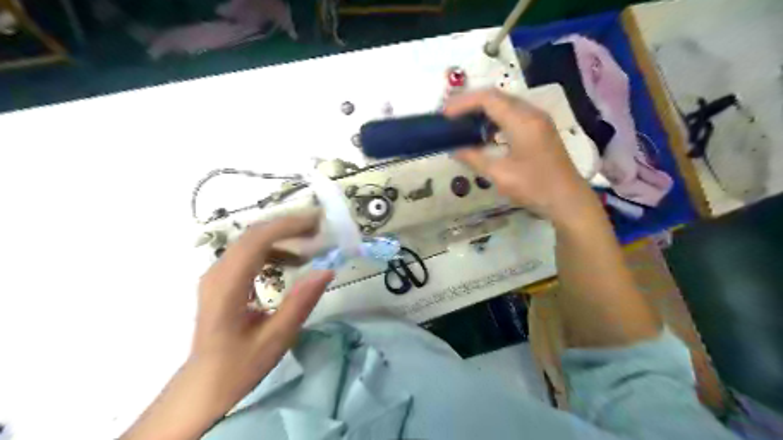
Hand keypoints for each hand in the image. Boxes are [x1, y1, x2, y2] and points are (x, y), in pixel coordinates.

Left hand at [121, 214, 333, 439]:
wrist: (204, 384)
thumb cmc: (239, 365)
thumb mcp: (276, 339)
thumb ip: (300, 303)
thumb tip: (327, 270)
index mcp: (227, 287)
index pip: (256, 241)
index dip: (288, 226)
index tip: (318, 222)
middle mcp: (218, 272)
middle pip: (253, 234)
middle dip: (289, 225)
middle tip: (321, 226)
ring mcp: (218, 274)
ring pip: (251, 240)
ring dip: (283, 236)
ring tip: (312, 242)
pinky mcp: (223, 278)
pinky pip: (250, 253)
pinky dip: (275, 249)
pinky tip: (294, 262)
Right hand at [443, 90, 597, 224]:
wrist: (568, 200)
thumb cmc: (534, 188)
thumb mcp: (499, 175)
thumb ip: (474, 158)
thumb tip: (454, 150)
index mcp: (522, 121)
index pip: (488, 99)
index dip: (463, 103)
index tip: (445, 115)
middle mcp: (532, 113)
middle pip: (497, 96)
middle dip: (470, 102)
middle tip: (450, 116)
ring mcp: (538, 120)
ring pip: (505, 103)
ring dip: (482, 109)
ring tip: (462, 121)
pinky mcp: (540, 129)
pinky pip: (513, 114)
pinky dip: (494, 117)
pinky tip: (484, 132)